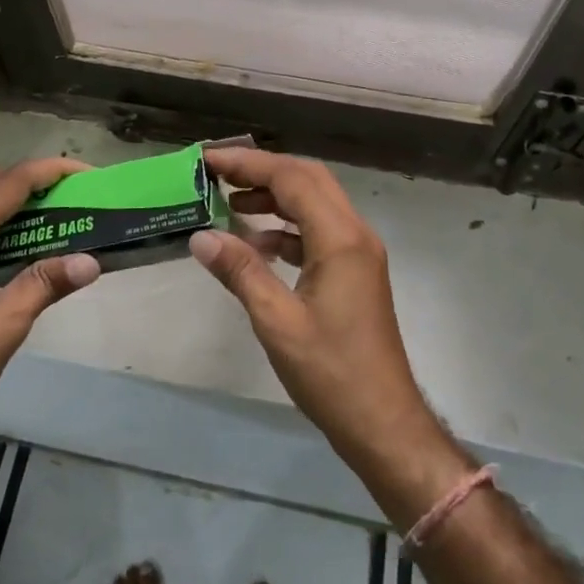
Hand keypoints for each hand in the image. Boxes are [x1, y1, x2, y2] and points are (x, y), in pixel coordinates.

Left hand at [0, 158, 100, 467]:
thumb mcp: (4, 328)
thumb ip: (45, 284)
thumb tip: (91, 261)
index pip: (6, 186)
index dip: (47, 171)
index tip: (83, 173)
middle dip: (19, 176)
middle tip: (57, 195)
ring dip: (0, 196)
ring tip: (42, 218)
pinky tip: (10, 250)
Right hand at [187, 149, 438, 475]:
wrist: (383, 423)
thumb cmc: (331, 373)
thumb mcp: (277, 322)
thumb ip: (240, 272)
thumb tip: (201, 236)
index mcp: (340, 238)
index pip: (292, 179)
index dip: (248, 164)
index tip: (208, 160)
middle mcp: (355, 234)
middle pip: (308, 180)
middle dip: (262, 171)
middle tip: (218, 173)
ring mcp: (358, 253)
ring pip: (315, 203)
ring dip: (275, 197)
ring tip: (230, 201)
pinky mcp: (355, 272)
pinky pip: (318, 232)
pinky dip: (286, 228)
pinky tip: (257, 244)